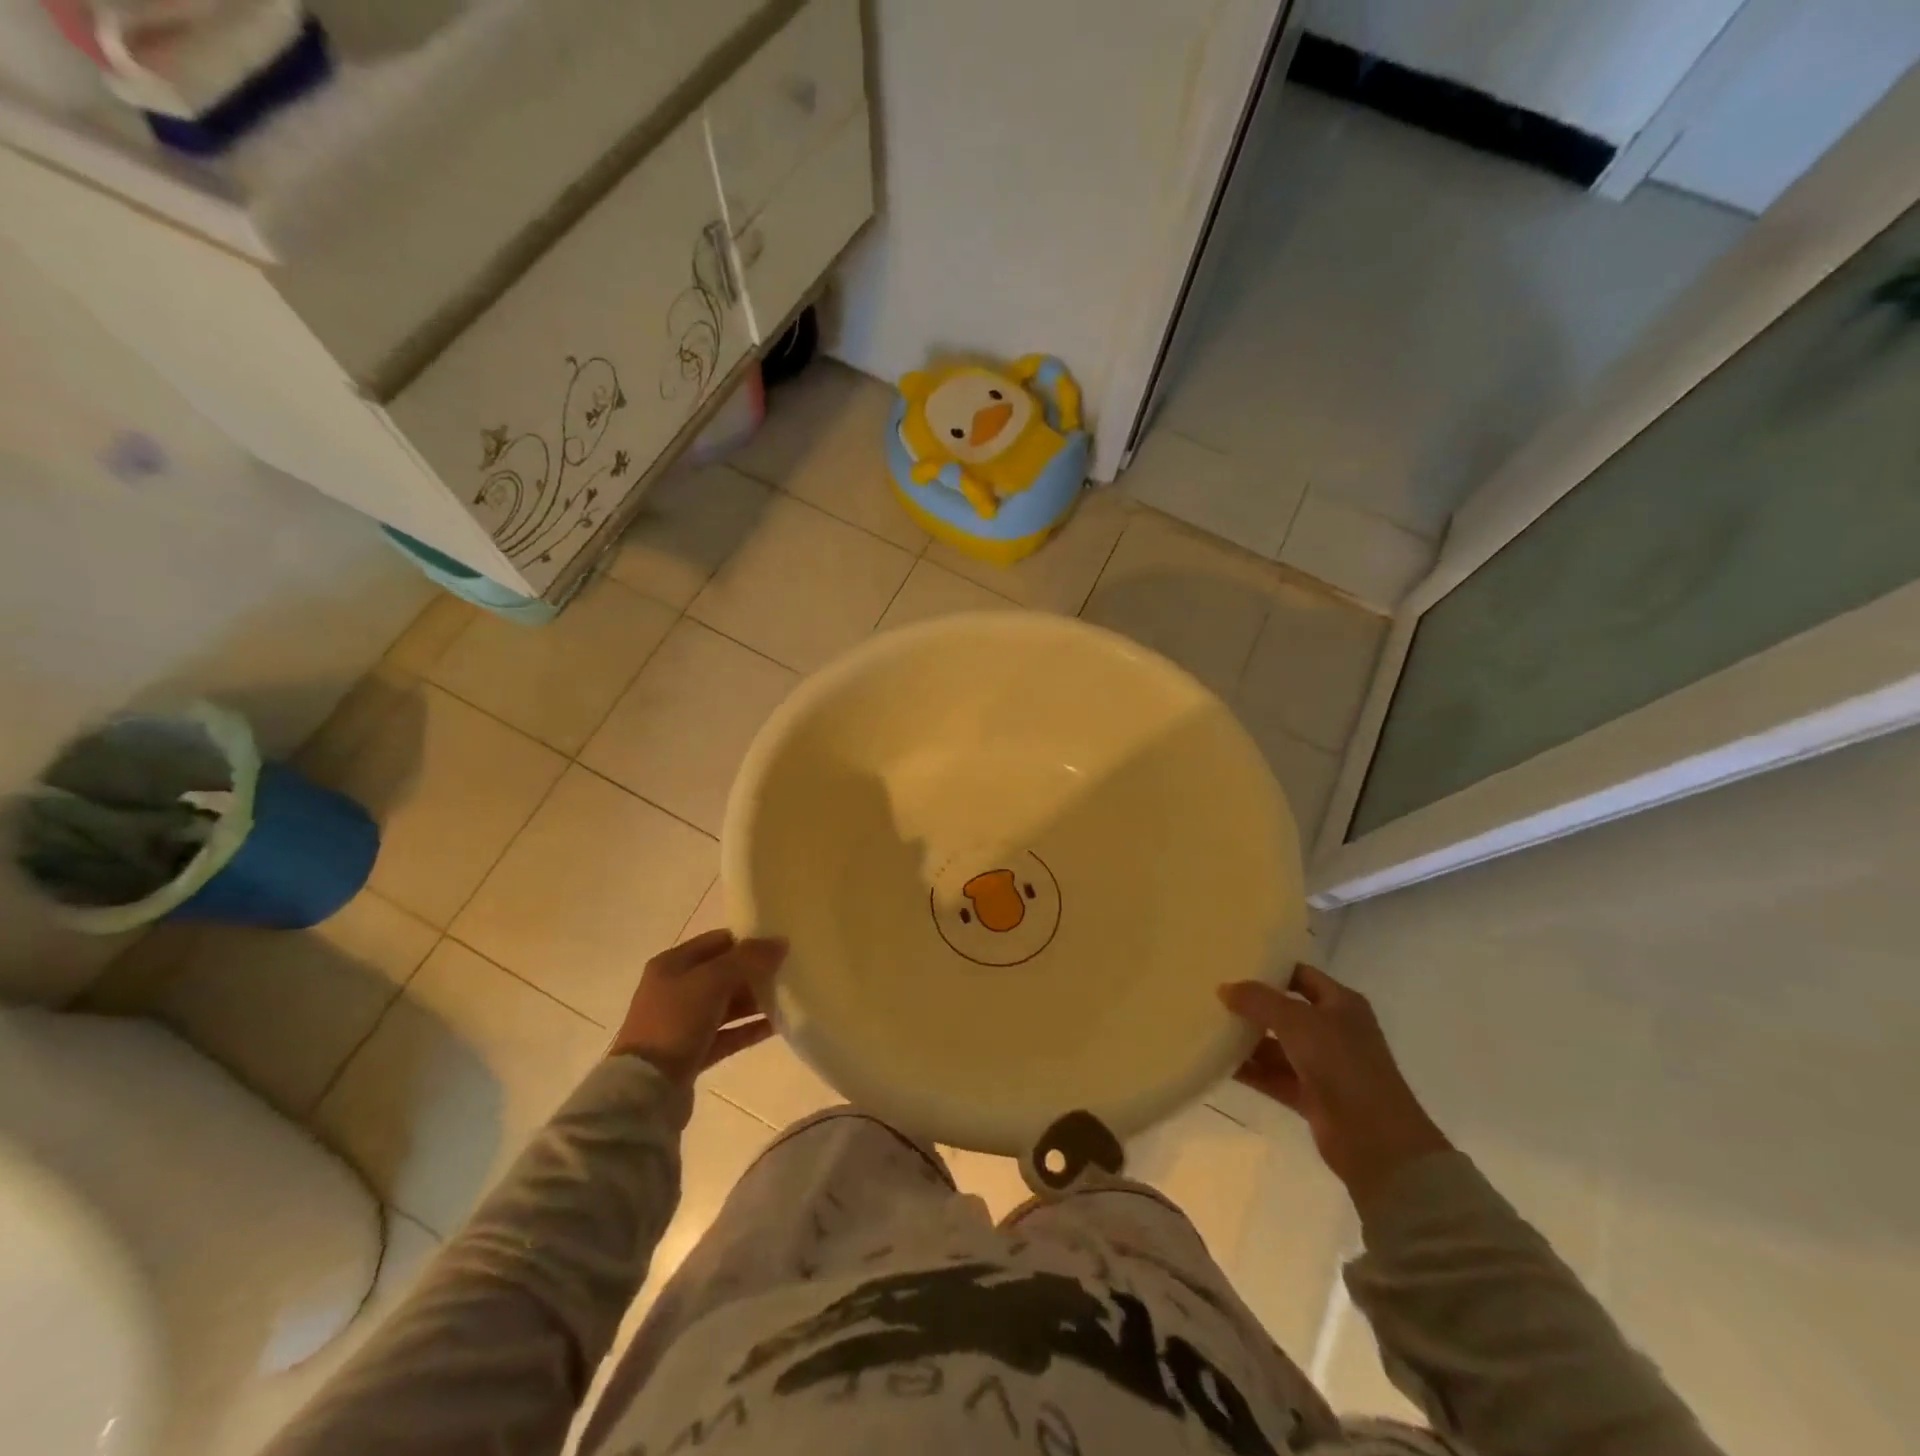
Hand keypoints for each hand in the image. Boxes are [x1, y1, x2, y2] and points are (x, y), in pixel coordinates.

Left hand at [610, 930, 787, 1083]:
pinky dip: (750, 1028)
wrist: (645, 1089)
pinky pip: (728, 1033)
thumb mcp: (712, 981)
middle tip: (788, 973)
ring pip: (727, 1004)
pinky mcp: (693, 1051)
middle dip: (754, 973)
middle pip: (724, 973)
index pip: (717, 942)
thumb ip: (748, 959)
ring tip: (789, 998)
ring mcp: (683, 1022)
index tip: (778, 947)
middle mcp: (675, 989)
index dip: (747, 942)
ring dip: (755, 1001)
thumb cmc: (675, 1022)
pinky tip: (778, 1025)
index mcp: (672, 964)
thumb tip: (780, 942)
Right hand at [1219, 964, 1450, 1208]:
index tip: (1233, 964)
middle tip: (1214, 995)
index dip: (1271, 969)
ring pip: (1277, 1045)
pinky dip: (1251, 1071)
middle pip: (1286, 1011)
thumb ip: (1259, 1001)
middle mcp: (1333, 1031)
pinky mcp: (1311, 1096)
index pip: (1301, 975)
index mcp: (1341, 1004)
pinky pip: (1273, 1076)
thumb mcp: (1297, 1021)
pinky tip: (1219, 1063)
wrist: (1376, 1140)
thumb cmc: (1342, 1065)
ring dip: (1247, 1040)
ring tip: (1208, 1027)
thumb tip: (1224, 988)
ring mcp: (1322, 1065)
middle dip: (1253, 1006)